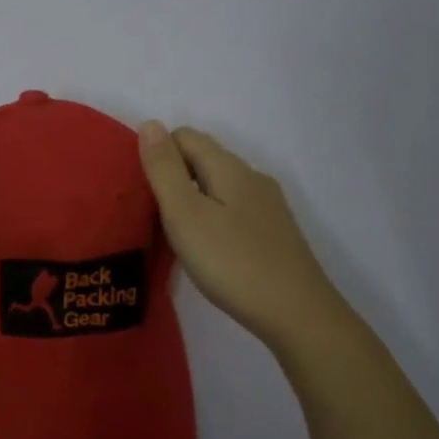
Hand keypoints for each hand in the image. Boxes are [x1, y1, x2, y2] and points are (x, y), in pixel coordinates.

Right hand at [138, 123, 348, 350]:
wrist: (297, 314)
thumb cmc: (232, 262)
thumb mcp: (185, 215)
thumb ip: (164, 170)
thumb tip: (150, 124)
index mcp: (229, 167)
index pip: (185, 136)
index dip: (158, 154)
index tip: (141, 190)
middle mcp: (252, 177)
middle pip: (204, 158)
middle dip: (173, 175)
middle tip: (150, 214)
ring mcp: (268, 206)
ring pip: (219, 185)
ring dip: (192, 198)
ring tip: (174, 234)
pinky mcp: (274, 232)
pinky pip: (233, 208)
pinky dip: (212, 217)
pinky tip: (207, 248)